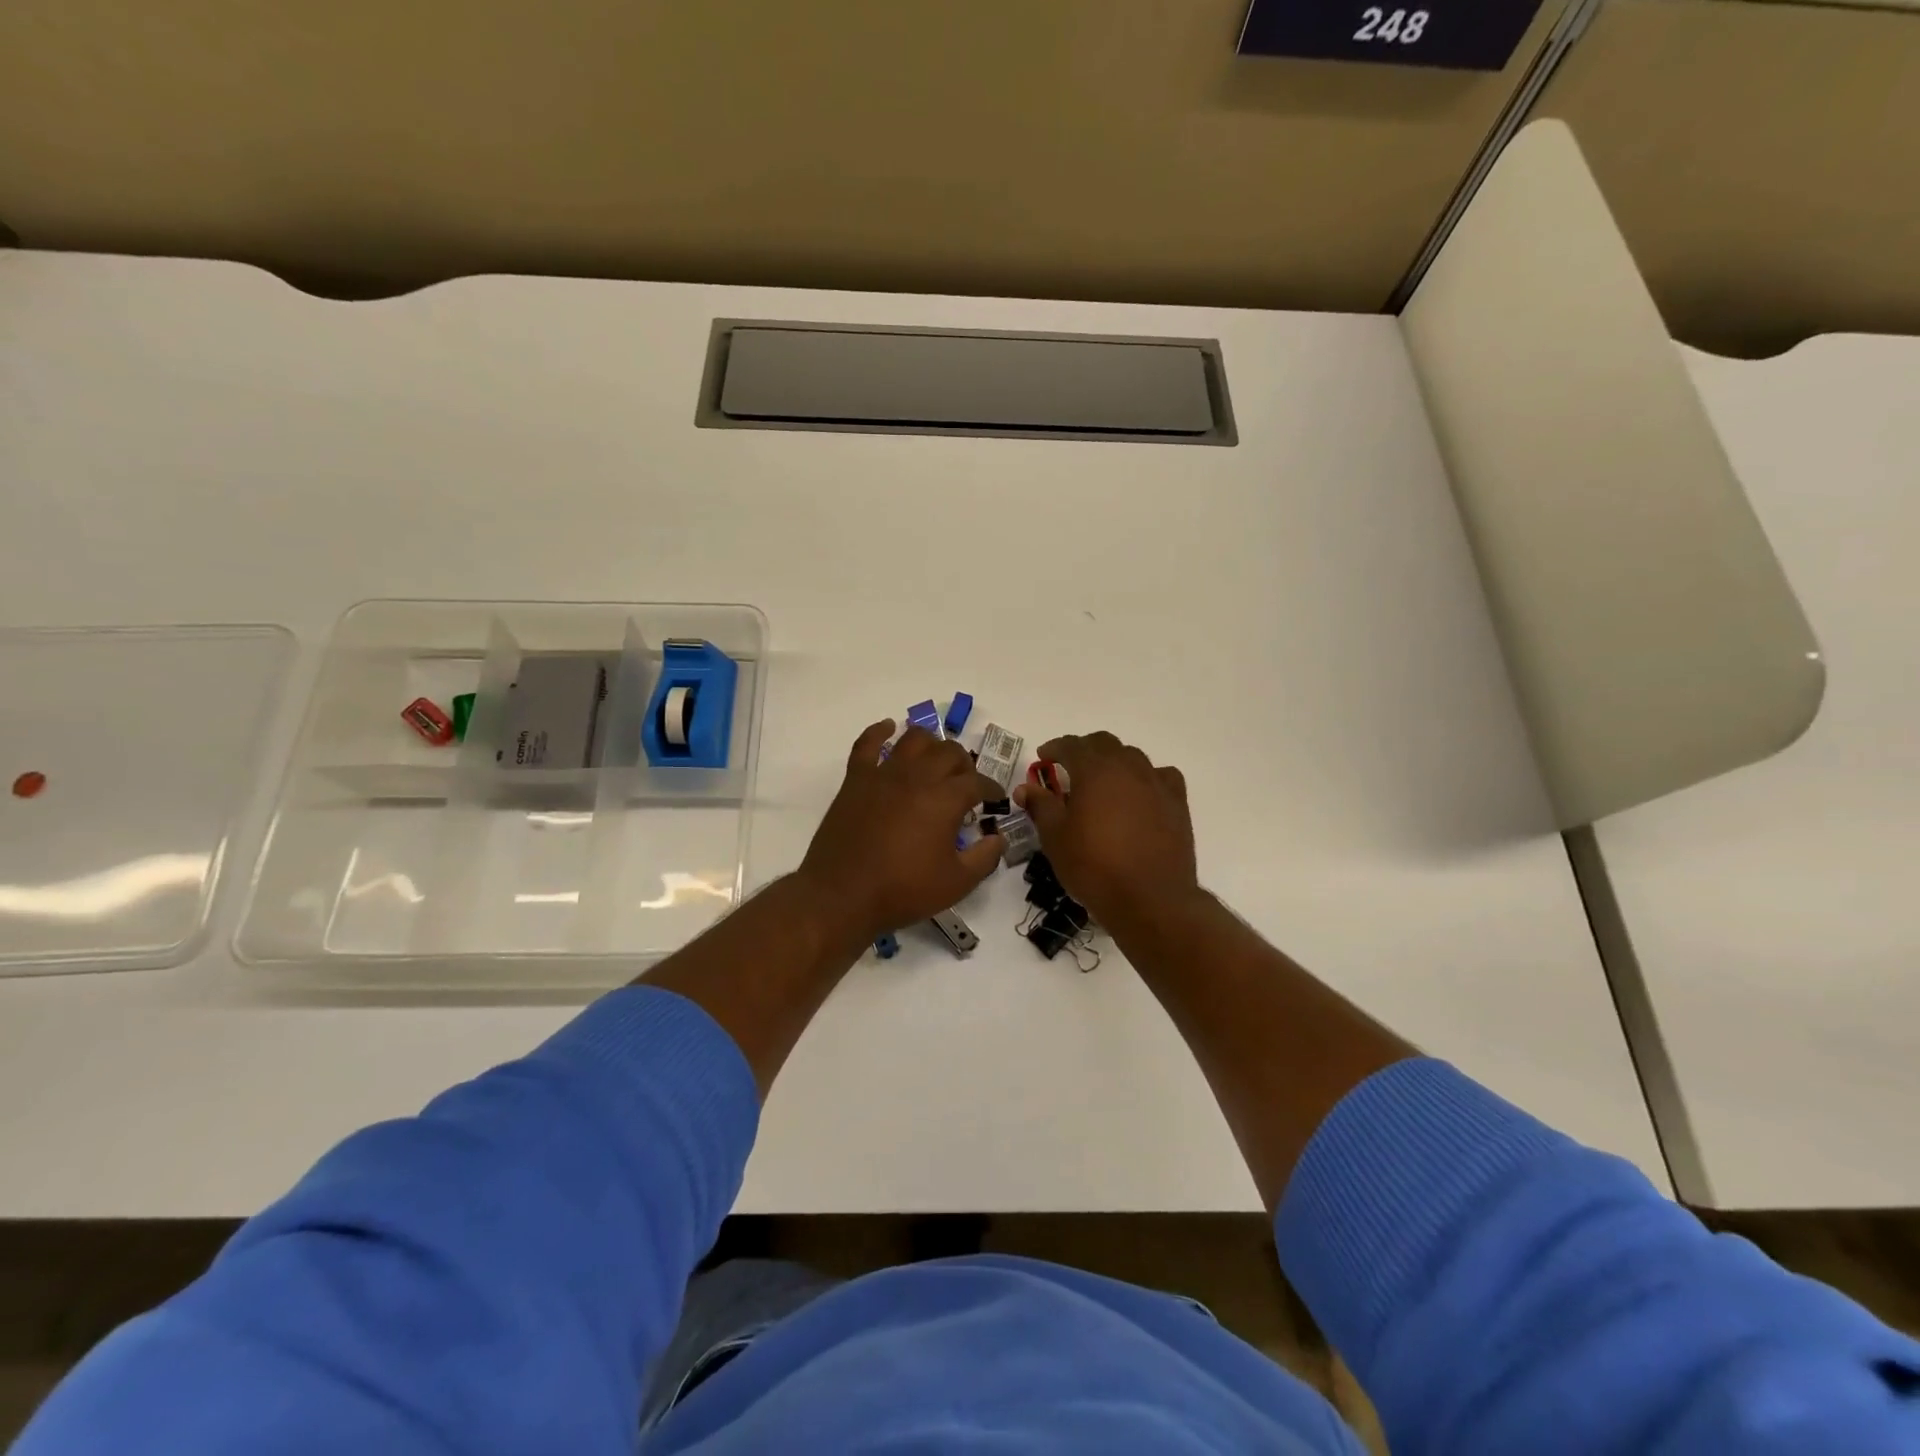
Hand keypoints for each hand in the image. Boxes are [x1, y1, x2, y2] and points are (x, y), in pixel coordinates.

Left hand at [798, 721, 1004, 943]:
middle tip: (965, 783)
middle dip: (964, 765)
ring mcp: (884, 774)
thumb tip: (998, 839)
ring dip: (931, 744)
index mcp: (945, 799)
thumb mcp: (956, 883)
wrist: (842, 894)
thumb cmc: (903, 890)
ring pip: (914, 740)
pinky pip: (867, 744)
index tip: (995, 800)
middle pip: (949, 753)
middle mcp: (917, 776)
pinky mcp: (856, 779)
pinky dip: (879, 732)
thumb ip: (984, 858)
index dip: (991, 789)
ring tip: (935, 760)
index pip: (977, 782)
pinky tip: (888, 728)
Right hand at [1014, 731, 1198, 929]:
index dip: (1055, 748)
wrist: (1150, 898)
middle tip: (1070, 768)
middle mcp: (1128, 767)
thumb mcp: (1055, 837)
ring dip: (1113, 762)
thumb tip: (1026, 788)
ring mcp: (1156, 783)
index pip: (1071, 745)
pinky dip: (1145, 778)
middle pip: (1104, 744)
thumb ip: (1041, 806)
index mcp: (1095, 769)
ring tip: (1102, 783)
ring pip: (1133, 757)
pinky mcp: (1177, 802)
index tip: (1043, 757)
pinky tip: (1140, 794)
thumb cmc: (1094, 866)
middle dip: (1084, 750)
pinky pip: (1160, 777)